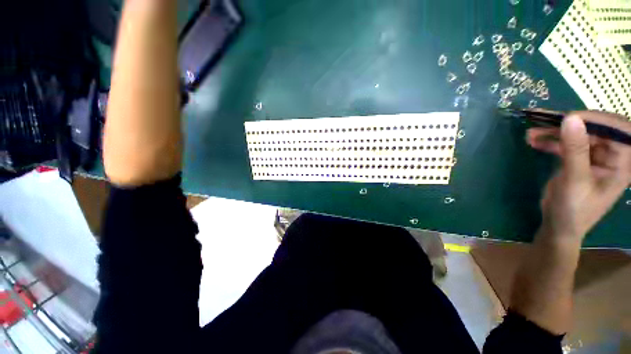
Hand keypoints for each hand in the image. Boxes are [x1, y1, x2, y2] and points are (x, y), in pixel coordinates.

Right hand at [527, 111, 630, 241]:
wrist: (559, 226)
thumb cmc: (574, 209)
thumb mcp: (575, 180)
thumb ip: (575, 150)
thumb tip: (571, 118)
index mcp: (622, 161)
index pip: (618, 129)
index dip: (597, 120)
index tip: (570, 117)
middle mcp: (611, 155)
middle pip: (595, 129)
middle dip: (570, 123)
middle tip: (543, 121)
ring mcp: (594, 156)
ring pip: (578, 134)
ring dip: (555, 131)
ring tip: (531, 132)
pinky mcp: (578, 159)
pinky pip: (566, 143)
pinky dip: (550, 140)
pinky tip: (534, 140)